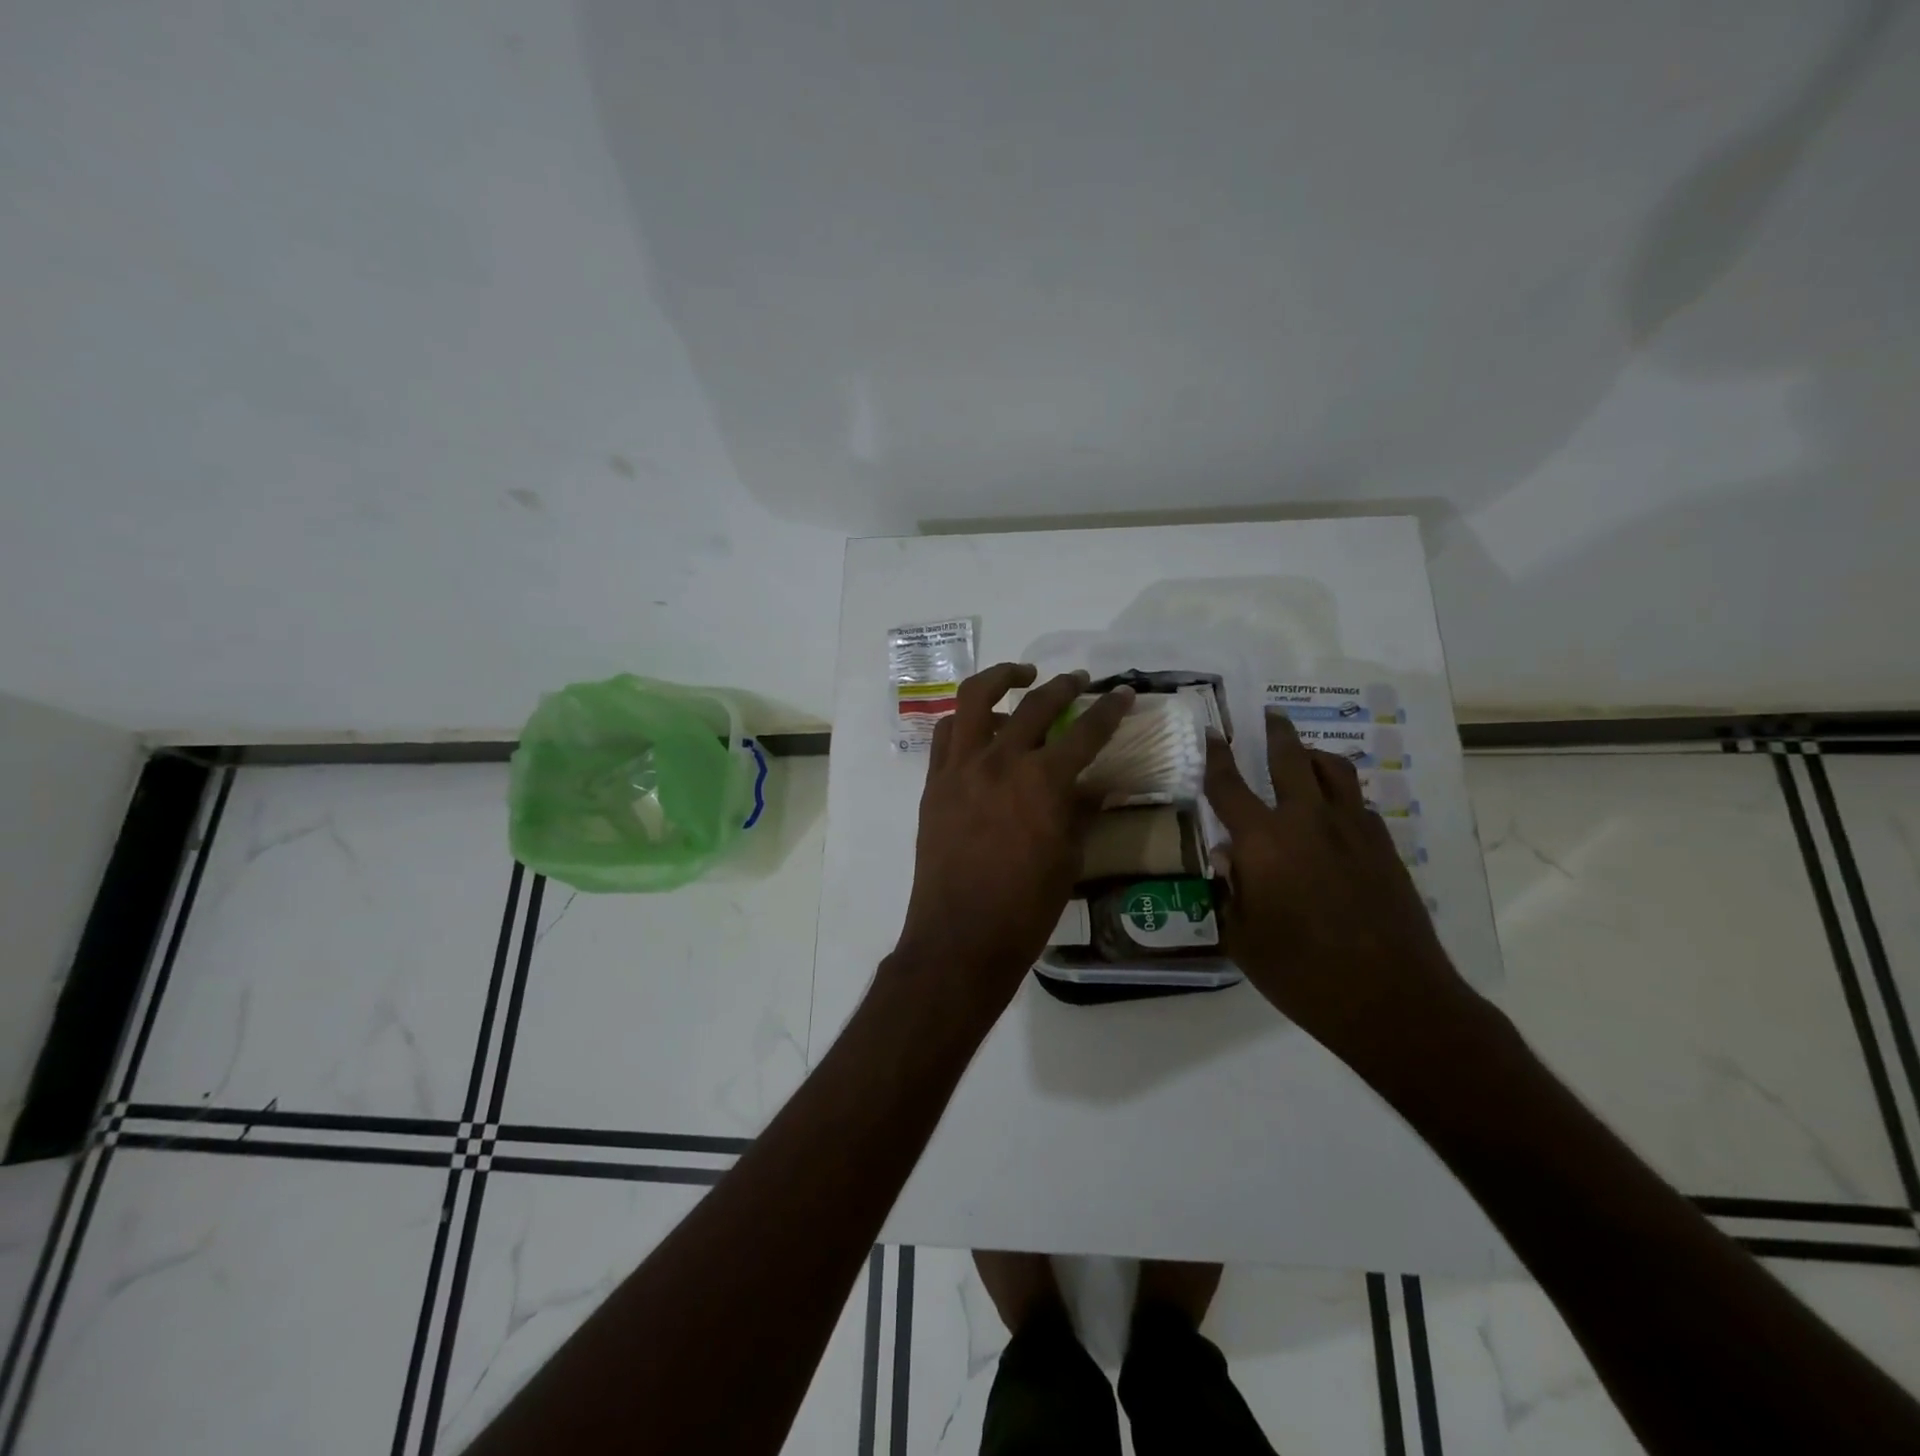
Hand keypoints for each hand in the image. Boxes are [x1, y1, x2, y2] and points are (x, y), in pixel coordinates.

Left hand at [893, 663, 1132, 1017]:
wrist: (960, 937)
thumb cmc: (1025, 907)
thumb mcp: (1069, 858)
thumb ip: (1083, 811)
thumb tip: (1099, 784)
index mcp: (1044, 782)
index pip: (1086, 732)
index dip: (1109, 710)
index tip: (1122, 694)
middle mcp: (1001, 761)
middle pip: (1035, 704)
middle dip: (1064, 686)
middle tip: (1079, 681)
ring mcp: (961, 767)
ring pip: (976, 698)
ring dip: (1002, 678)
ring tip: (1022, 675)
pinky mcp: (934, 782)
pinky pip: (946, 733)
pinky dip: (965, 719)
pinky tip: (980, 724)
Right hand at [1204, 711, 1468, 1061]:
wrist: (1393, 1000)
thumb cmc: (1301, 974)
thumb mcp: (1243, 938)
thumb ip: (1231, 890)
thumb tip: (1228, 857)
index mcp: (1264, 842)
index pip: (1229, 786)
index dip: (1216, 756)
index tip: (1211, 733)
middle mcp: (1308, 822)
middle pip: (1291, 759)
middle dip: (1276, 733)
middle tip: (1270, 715)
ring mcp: (1354, 831)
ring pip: (1335, 771)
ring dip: (1314, 756)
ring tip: (1304, 755)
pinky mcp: (1385, 849)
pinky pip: (1358, 805)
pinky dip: (1340, 797)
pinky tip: (1334, 816)